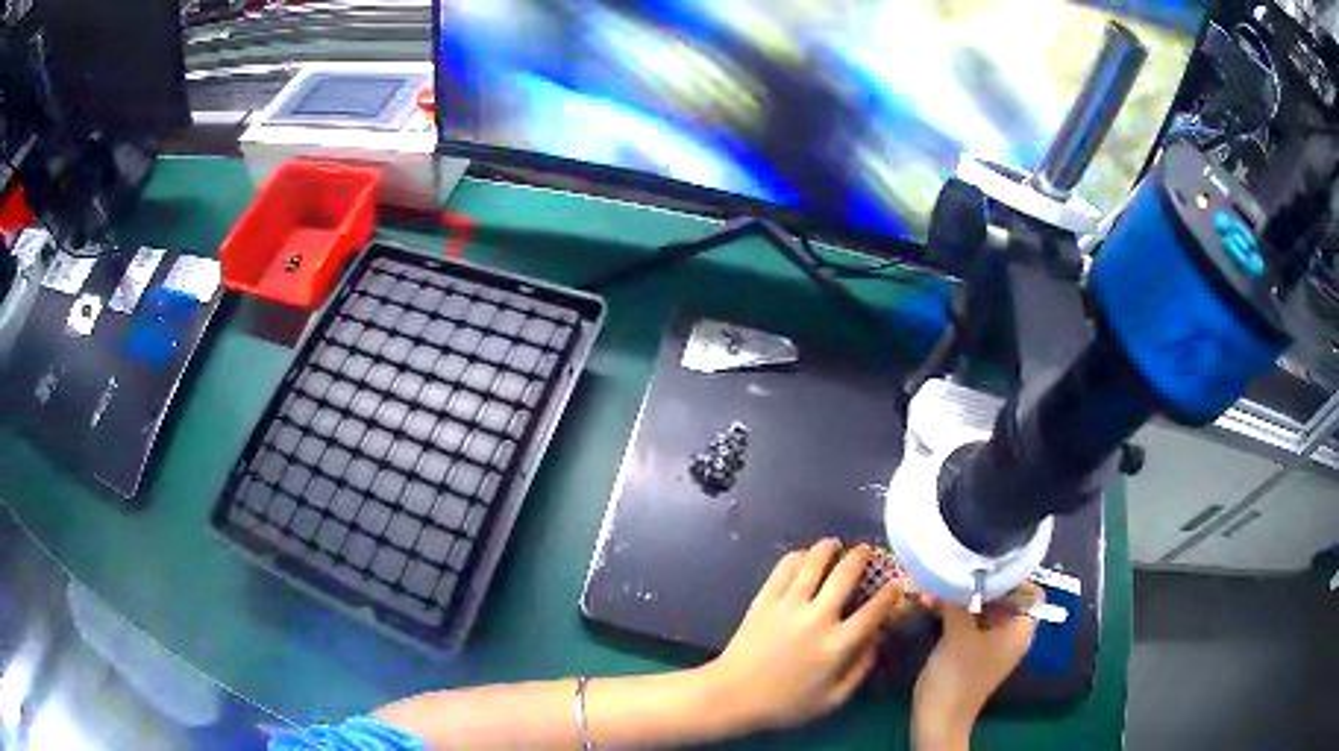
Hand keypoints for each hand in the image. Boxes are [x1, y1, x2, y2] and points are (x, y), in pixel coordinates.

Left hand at [701, 539, 908, 731]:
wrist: (732, 696)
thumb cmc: (785, 704)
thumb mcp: (833, 699)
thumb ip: (861, 668)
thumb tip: (878, 639)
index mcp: (838, 644)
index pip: (875, 609)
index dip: (891, 592)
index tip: (898, 582)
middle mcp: (817, 617)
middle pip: (846, 575)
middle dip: (861, 557)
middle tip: (866, 550)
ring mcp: (788, 605)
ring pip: (814, 563)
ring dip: (828, 549)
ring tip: (835, 543)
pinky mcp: (764, 600)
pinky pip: (784, 569)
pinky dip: (797, 557)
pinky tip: (804, 555)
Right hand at [912, 583, 1041, 747]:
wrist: (938, 719)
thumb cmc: (956, 676)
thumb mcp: (958, 633)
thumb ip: (959, 600)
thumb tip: (952, 571)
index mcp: (1020, 629)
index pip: (1030, 590)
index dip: (1011, 576)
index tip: (985, 565)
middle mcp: (1011, 634)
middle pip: (1004, 597)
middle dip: (978, 585)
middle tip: (953, 574)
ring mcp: (991, 644)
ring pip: (983, 609)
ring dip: (961, 598)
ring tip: (934, 590)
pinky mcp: (972, 652)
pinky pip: (970, 623)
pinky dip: (955, 613)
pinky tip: (931, 605)